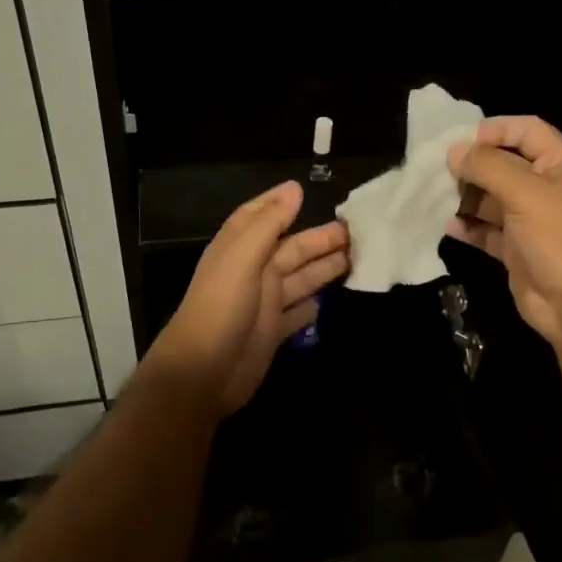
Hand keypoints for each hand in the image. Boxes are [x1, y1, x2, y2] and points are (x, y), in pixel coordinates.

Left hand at [141, 180, 348, 419]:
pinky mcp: (273, 332)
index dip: (280, 203)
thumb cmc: (221, 307)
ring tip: (358, 258)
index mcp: (240, 249)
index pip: (260, 216)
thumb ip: (269, 224)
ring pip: (301, 278)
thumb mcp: (243, 258)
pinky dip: (313, 304)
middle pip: (292, 248)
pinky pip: (298, 312)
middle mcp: (253, 271)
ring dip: (325, 267)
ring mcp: (264, 303)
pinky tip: (331, 299)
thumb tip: (294, 188)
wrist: (203, 372)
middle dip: (321, 239)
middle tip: (358, 232)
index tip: (306, 189)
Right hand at [446, 116, 561, 349]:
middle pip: (505, 163)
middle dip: (474, 165)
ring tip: (437, 196)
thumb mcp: (524, 192)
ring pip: (493, 197)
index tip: (461, 139)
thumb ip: (487, 166)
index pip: (528, 130)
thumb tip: (454, 151)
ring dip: (466, 196)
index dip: (496, 129)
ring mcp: (532, 220)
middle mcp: (548, 188)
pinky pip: (488, 230)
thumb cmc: (559, 237)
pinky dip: (469, 226)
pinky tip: (449, 226)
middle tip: (440, 169)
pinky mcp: (518, 249)